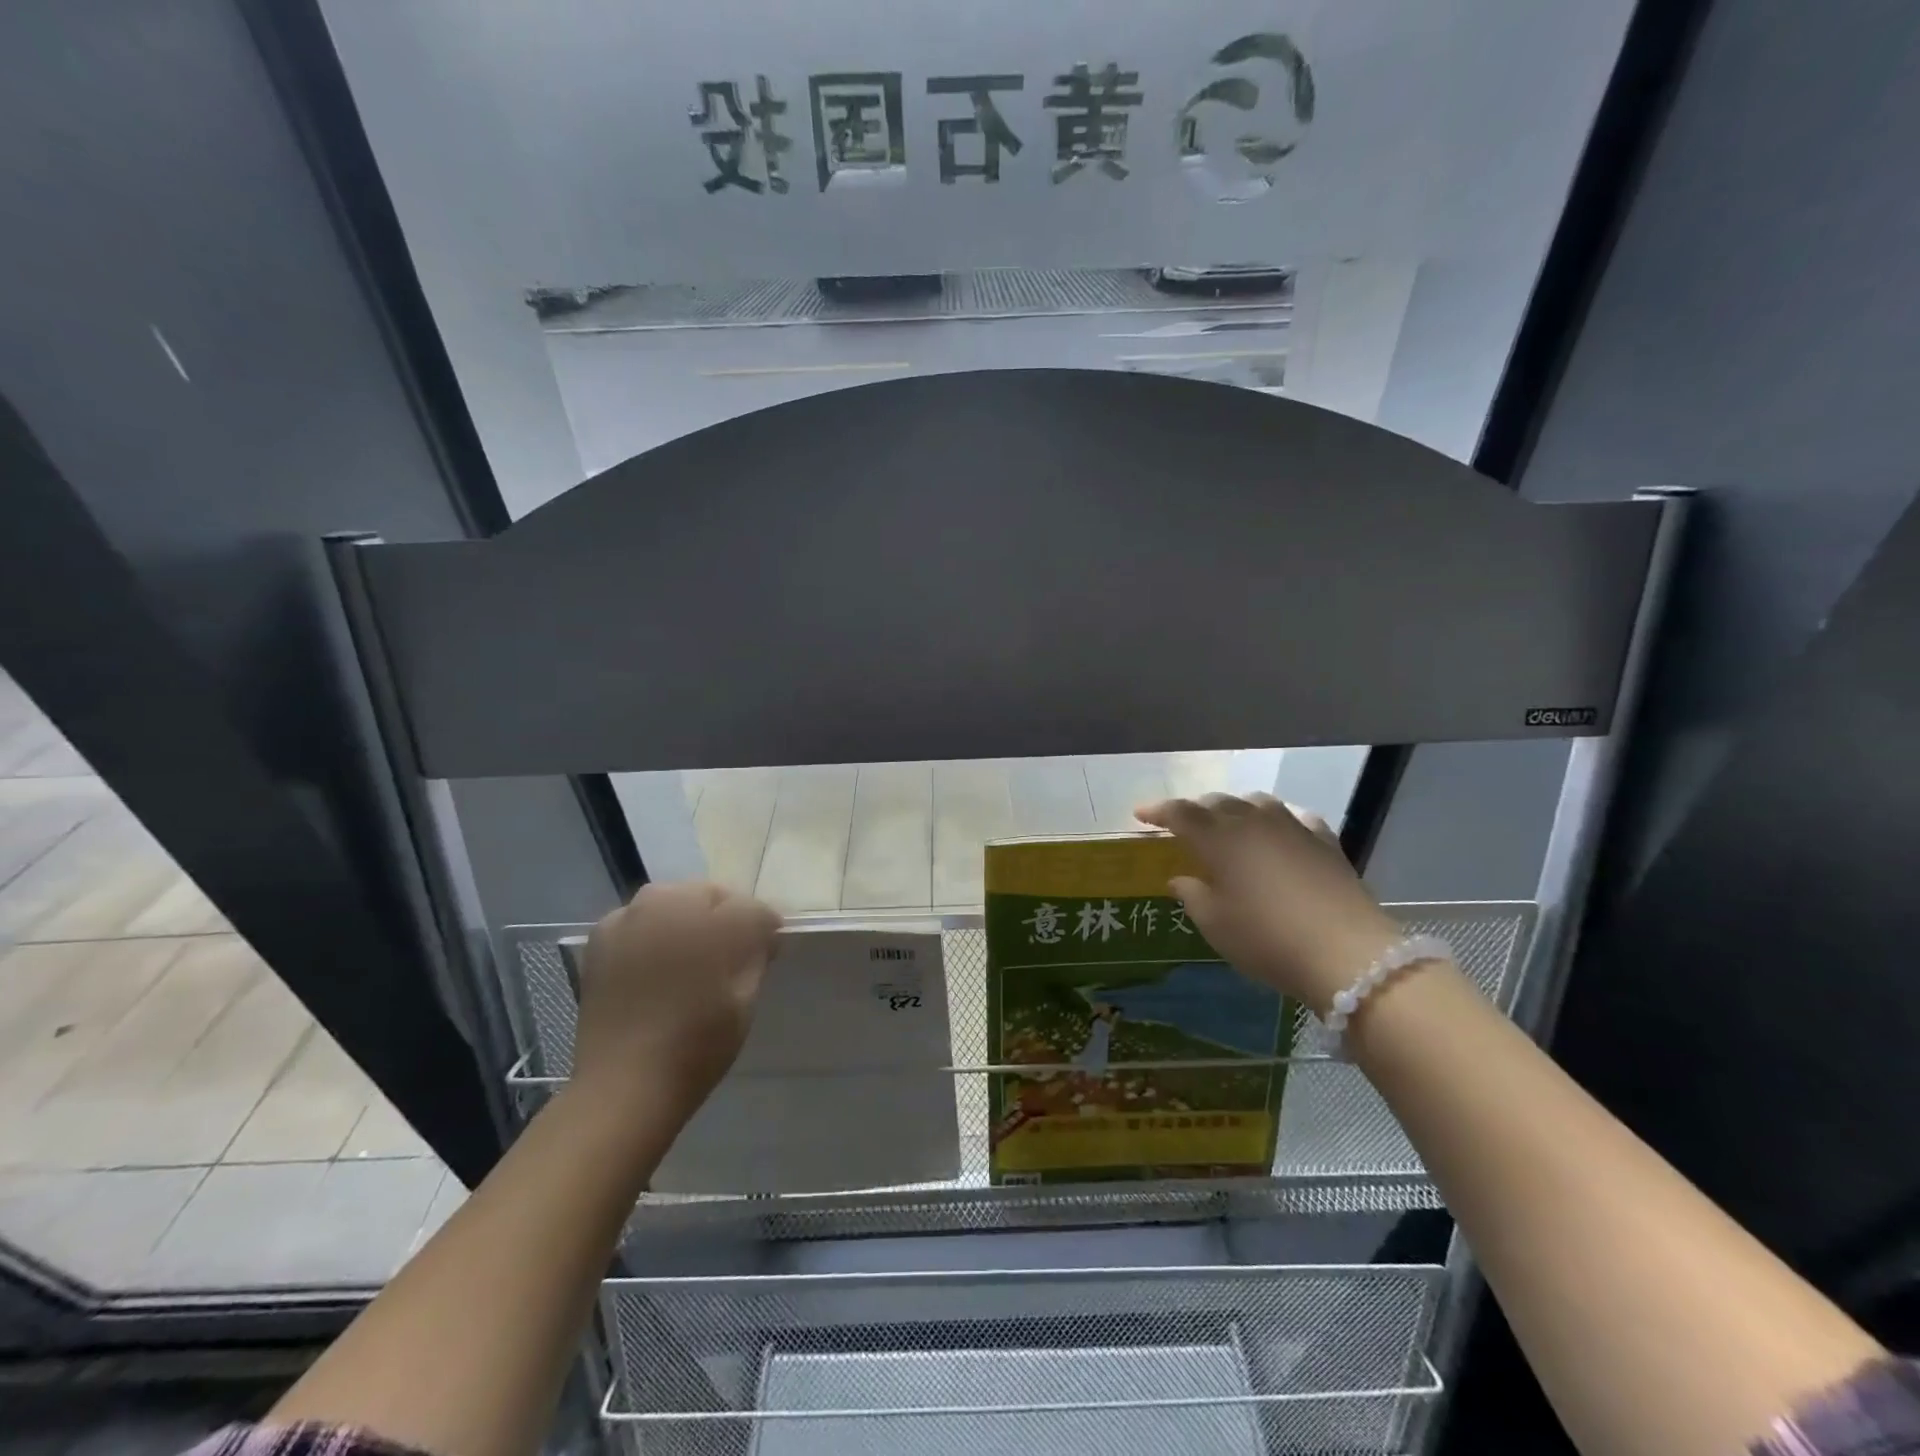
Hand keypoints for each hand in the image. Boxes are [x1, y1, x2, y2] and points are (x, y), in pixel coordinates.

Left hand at [572, 882, 781, 1117]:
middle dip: (723, 918)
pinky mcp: (601, 936)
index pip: (753, 910)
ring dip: (687, 921)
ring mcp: (629, 915)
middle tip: (728, 958)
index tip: (766, 955)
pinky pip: (640, 920)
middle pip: (710, 896)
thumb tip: (761, 933)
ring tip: (689, 962)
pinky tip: (656, 966)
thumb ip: (757, 951)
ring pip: (673, 903)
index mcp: (712, 916)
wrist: (625, 1085)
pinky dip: (652, 933)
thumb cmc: (698, 1041)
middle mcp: (669, 900)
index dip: (764, 931)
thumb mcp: (745, 995)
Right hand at [1135, 794, 1402, 1012]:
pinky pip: (1294, 818)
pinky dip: (1278, 821)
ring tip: (1229, 824)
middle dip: (1196, 810)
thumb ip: (1193, 895)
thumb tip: (1180, 878)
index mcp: (1218, 838)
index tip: (1141, 814)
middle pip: (1217, 802)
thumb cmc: (1266, 939)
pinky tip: (1280, 833)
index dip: (1157, 811)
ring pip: (1256, 802)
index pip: (1180, 812)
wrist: (1347, 953)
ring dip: (1236, 809)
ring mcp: (1292, 827)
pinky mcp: (1325, 840)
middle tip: (1183, 825)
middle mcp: (1252, 821)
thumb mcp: (1216, 924)